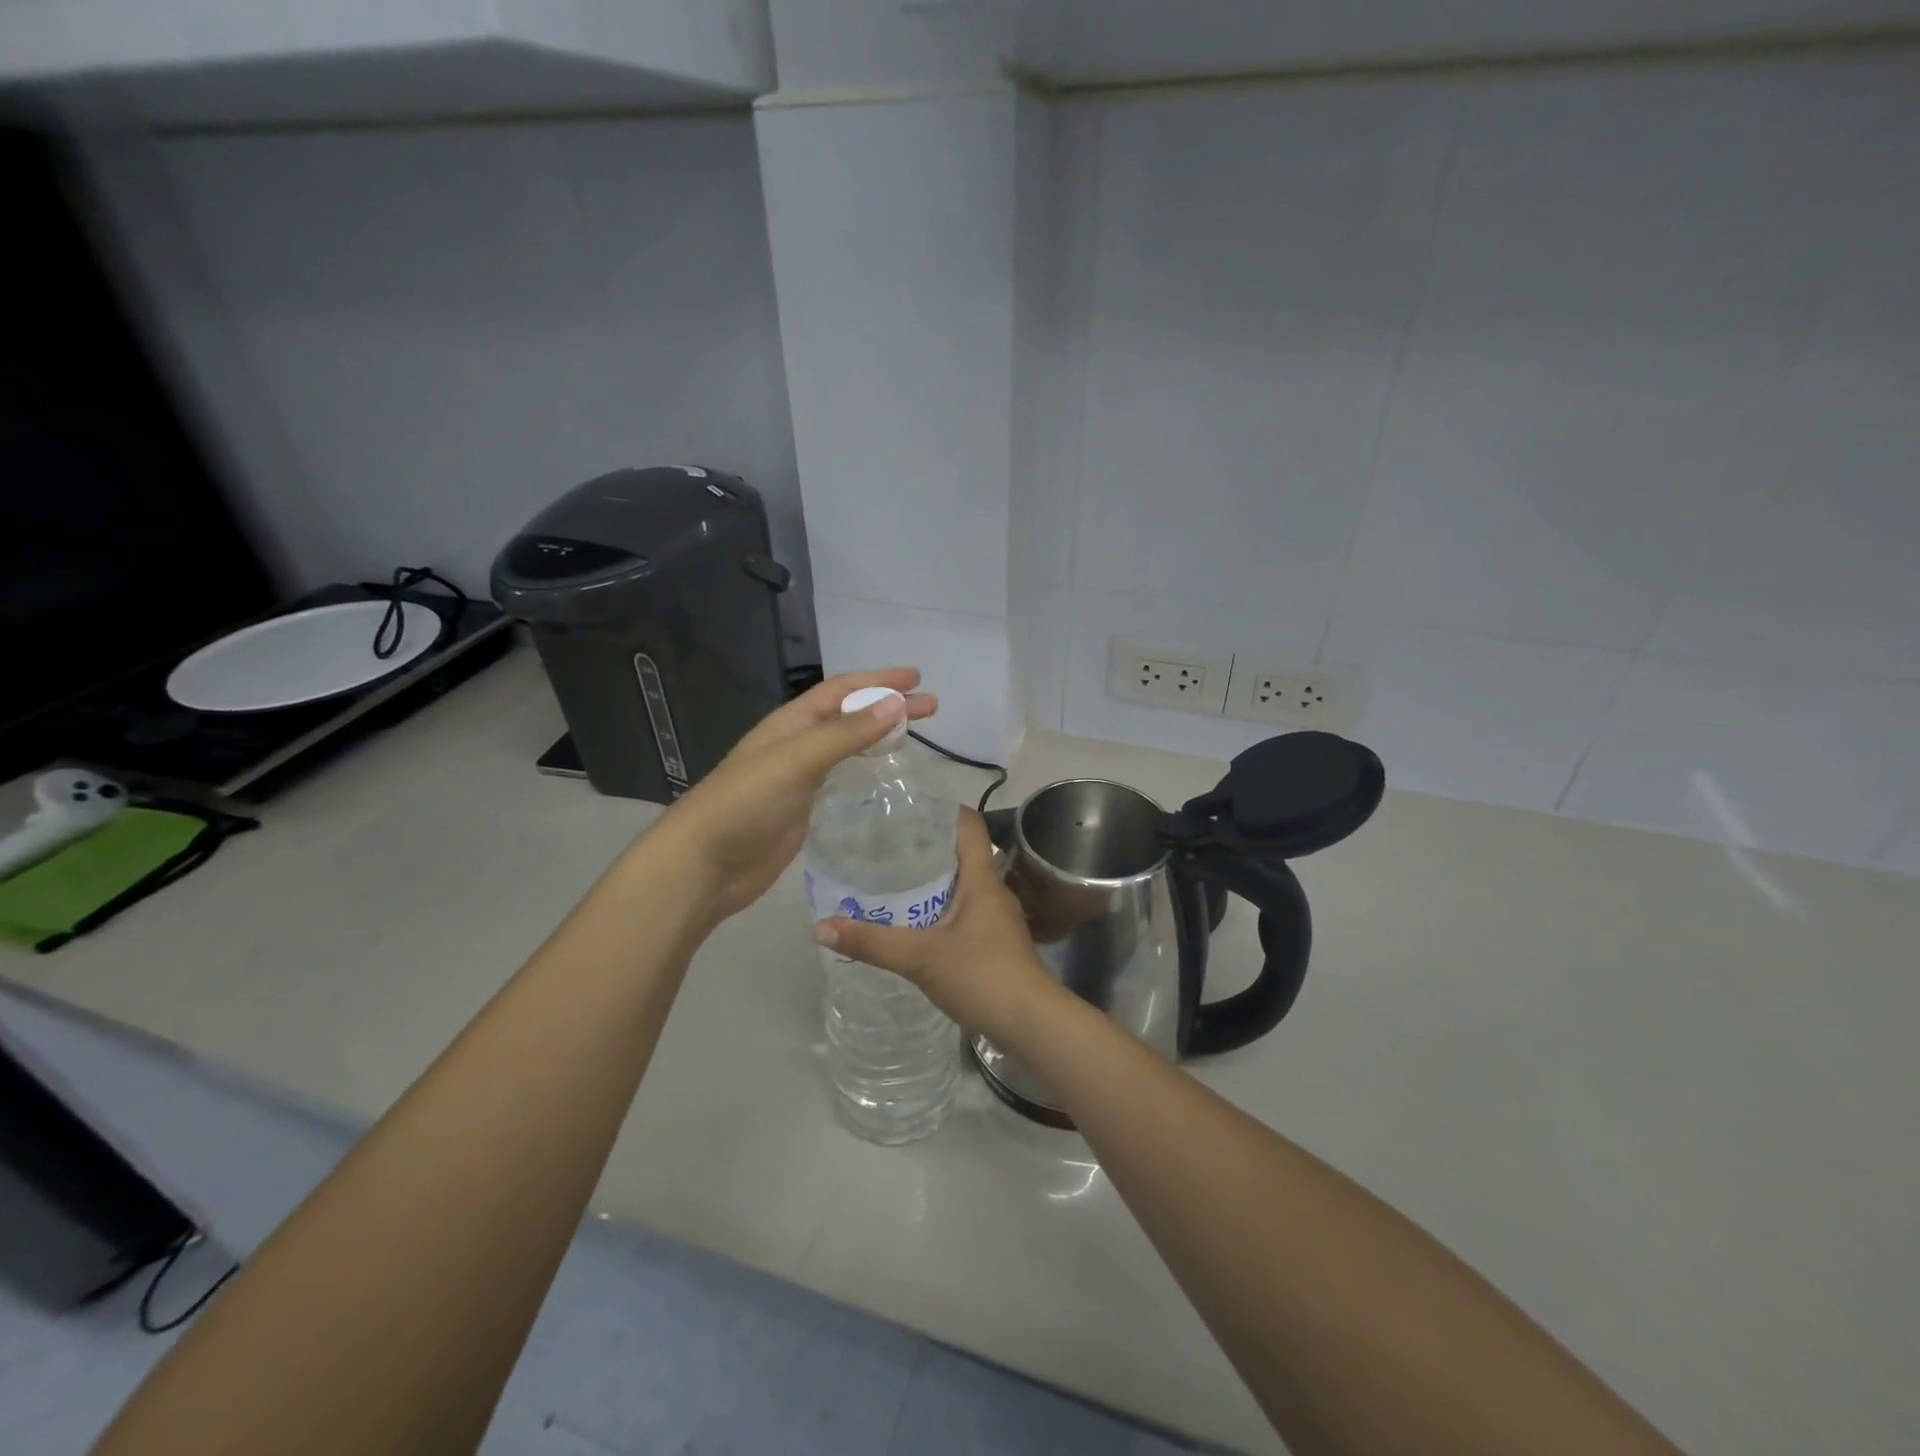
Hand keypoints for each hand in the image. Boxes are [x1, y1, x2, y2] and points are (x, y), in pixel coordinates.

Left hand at [654, 669, 936, 920]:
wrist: (705, 864)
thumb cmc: (746, 803)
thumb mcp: (798, 760)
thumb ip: (847, 734)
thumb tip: (897, 703)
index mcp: (792, 723)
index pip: (843, 690)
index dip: (879, 680)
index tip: (917, 678)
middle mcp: (797, 744)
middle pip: (851, 716)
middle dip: (889, 707)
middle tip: (932, 708)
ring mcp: (800, 779)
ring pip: (848, 748)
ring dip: (880, 738)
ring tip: (916, 739)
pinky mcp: (804, 810)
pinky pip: (842, 781)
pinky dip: (867, 773)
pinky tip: (885, 779)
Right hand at [816, 808, 1062, 1048]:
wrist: (1031, 1023)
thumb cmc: (982, 976)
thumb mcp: (921, 958)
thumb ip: (872, 942)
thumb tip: (821, 926)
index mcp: (982, 879)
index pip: (969, 825)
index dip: (942, 809)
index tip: (907, 806)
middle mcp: (993, 890)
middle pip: (962, 853)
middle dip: (926, 845)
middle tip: (885, 843)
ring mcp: (997, 918)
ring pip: (962, 884)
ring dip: (932, 879)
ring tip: (892, 877)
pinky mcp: (995, 943)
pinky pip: (964, 911)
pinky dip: (939, 907)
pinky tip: (914, 921)